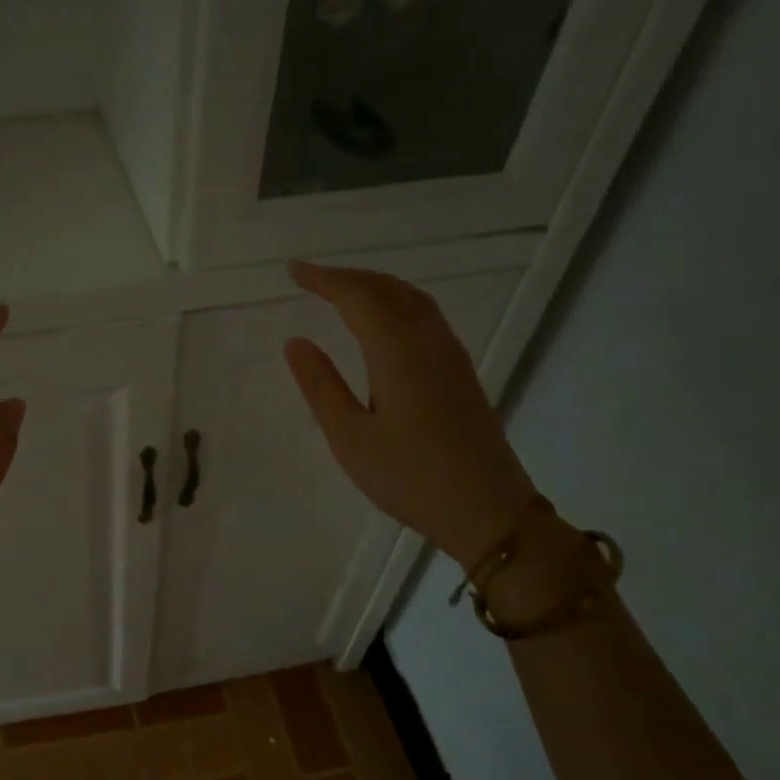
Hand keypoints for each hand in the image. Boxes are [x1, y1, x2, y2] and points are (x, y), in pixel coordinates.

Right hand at [285, 261, 535, 564]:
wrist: (486, 509)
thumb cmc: (408, 477)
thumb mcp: (349, 437)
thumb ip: (320, 386)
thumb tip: (296, 342)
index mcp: (397, 351)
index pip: (356, 297)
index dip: (323, 279)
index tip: (293, 271)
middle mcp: (428, 340)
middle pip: (387, 289)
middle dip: (347, 277)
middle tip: (311, 278)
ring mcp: (450, 354)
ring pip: (411, 298)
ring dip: (374, 286)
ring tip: (343, 291)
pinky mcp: (460, 371)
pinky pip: (425, 315)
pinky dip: (396, 302)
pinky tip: (384, 321)